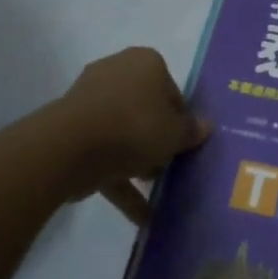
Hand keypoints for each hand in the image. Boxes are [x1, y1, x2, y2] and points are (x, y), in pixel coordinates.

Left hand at [52, 48, 211, 210]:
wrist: (71, 146)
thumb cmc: (135, 127)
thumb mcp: (175, 133)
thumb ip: (191, 131)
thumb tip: (206, 125)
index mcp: (146, 63)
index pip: (172, 90)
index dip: (181, 119)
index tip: (185, 143)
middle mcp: (117, 72)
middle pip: (146, 108)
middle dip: (157, 139)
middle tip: (170, 165)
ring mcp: (91, 99)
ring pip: (123, 131)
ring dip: (138, 161)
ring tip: (155, 192)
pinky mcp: (73, 128)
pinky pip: (103, 152)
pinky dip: (119, 179)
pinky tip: (139, 216)